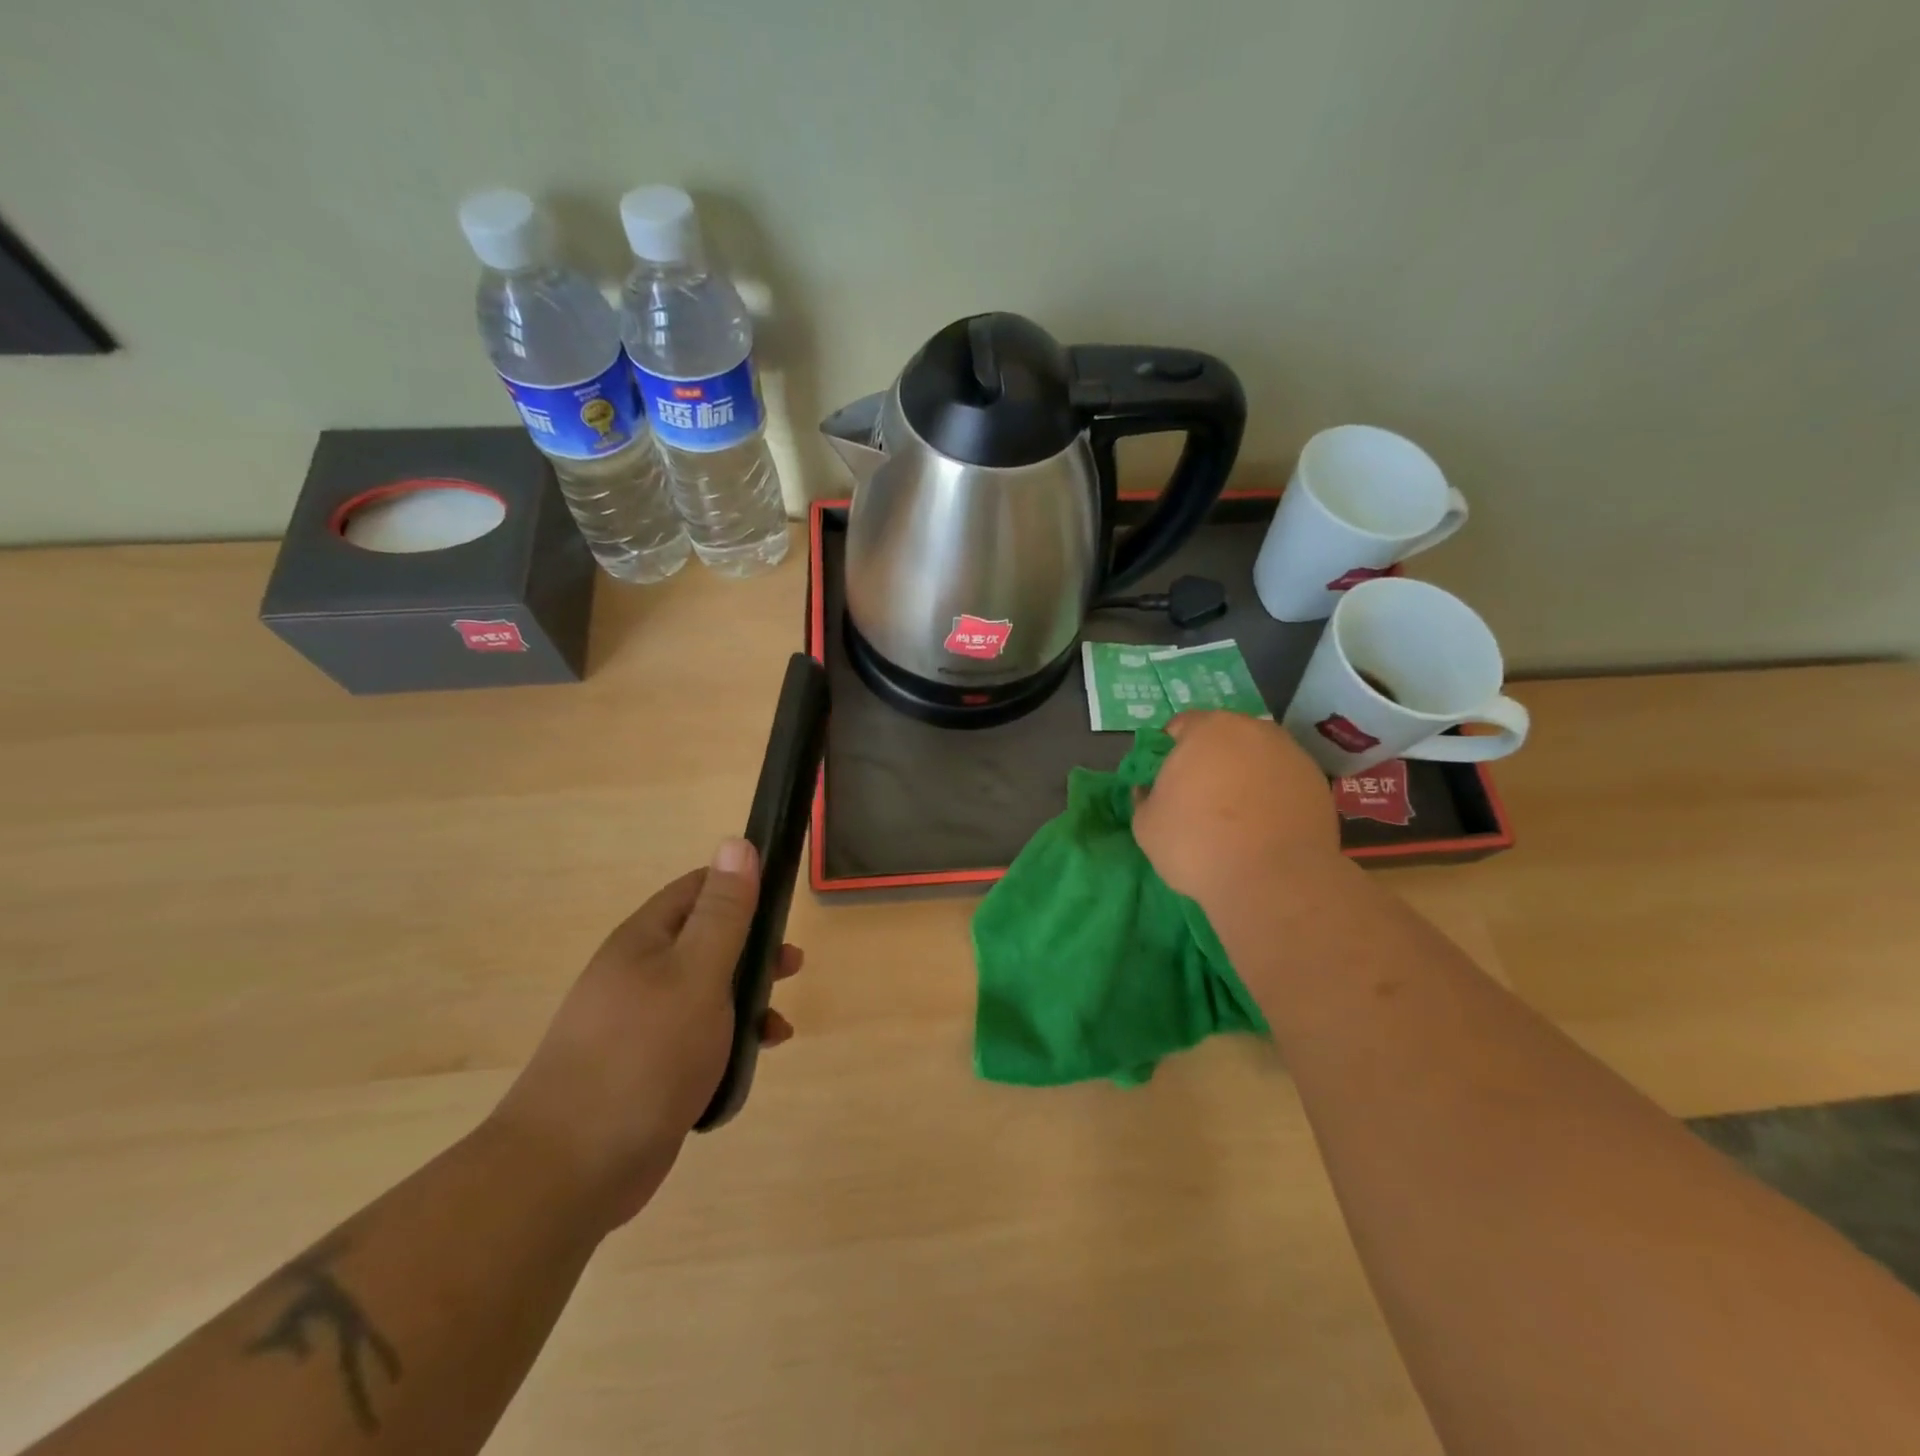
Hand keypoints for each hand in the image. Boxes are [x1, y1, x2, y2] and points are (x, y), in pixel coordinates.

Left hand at [491, 839, 799, 1227]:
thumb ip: (723, 912)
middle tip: (791, 965)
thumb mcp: (697, 974)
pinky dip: (732, 1040)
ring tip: (779, 1022)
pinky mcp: (648, 1069)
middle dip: (754, 949)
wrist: (570, 1169)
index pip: (698, 889)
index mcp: (645, 941)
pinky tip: (756, 1058)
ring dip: (748, 999)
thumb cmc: (644, 1055)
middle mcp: (639, 974)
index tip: (783, 902)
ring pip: (708, 993)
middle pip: (707, 941)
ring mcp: (641, 1024)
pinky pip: (699, 1037)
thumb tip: (736, 843)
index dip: (742, 887)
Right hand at [1133, 712, 1344, 911]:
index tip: (1168, 779)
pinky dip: (1273, 795)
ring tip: (1237, 816)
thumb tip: (1148, 790)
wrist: (1273, 880)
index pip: (1182, 725)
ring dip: (1245, 775)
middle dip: (1212, 759)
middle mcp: (1253, 730)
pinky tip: (1265, 827)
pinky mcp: (1318, 783)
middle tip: (1201, 796)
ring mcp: (1291, 754)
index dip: (1171, 750)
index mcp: (1207, 729)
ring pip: (1258, 757)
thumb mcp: (1146, 825)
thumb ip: (1143, 798)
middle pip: (1225, 737)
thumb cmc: (1197, 844)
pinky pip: (1284, 781)